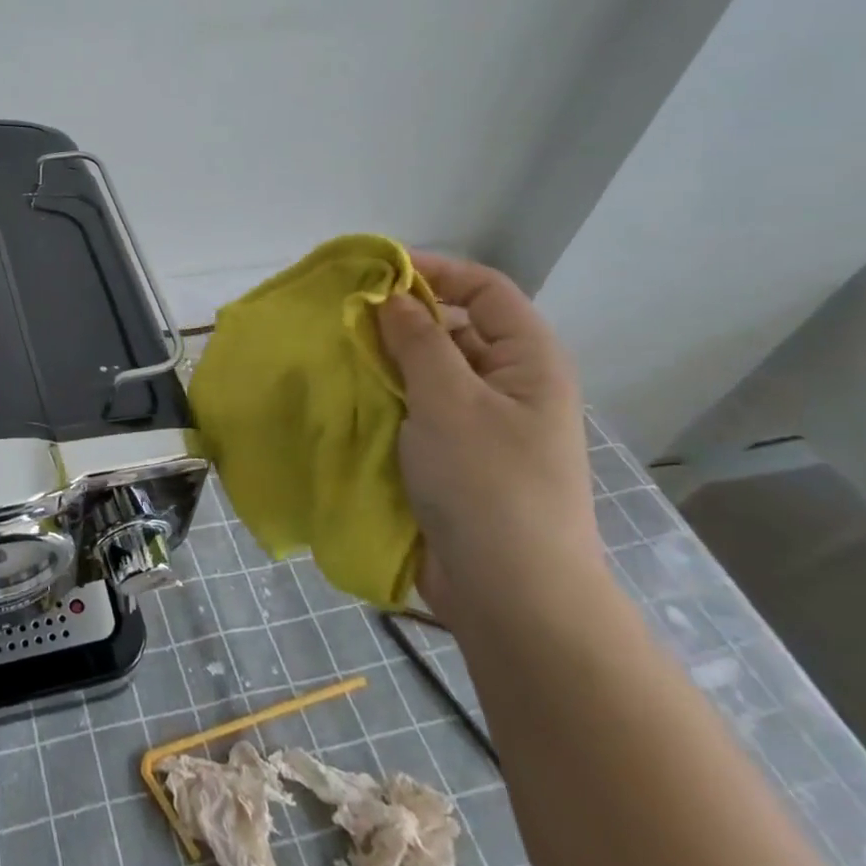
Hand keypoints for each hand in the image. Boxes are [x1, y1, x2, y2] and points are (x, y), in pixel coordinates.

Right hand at [375, 252, 602, 625]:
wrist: (510, 594)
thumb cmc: (487, 483)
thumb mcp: (449, 400)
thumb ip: (418, 341)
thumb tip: (391, 296)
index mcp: (528, 361)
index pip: (484, 289)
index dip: (434, 272)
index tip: (374, 273)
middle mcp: (509, 385)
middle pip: (455, 329)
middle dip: (402, 319)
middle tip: (344, 318)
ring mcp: (481, 424)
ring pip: (429, 372)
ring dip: (388, 361)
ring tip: (337, 354)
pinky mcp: (454, 457)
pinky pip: (417, 410)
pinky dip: (386, 399)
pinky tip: (348, 398)